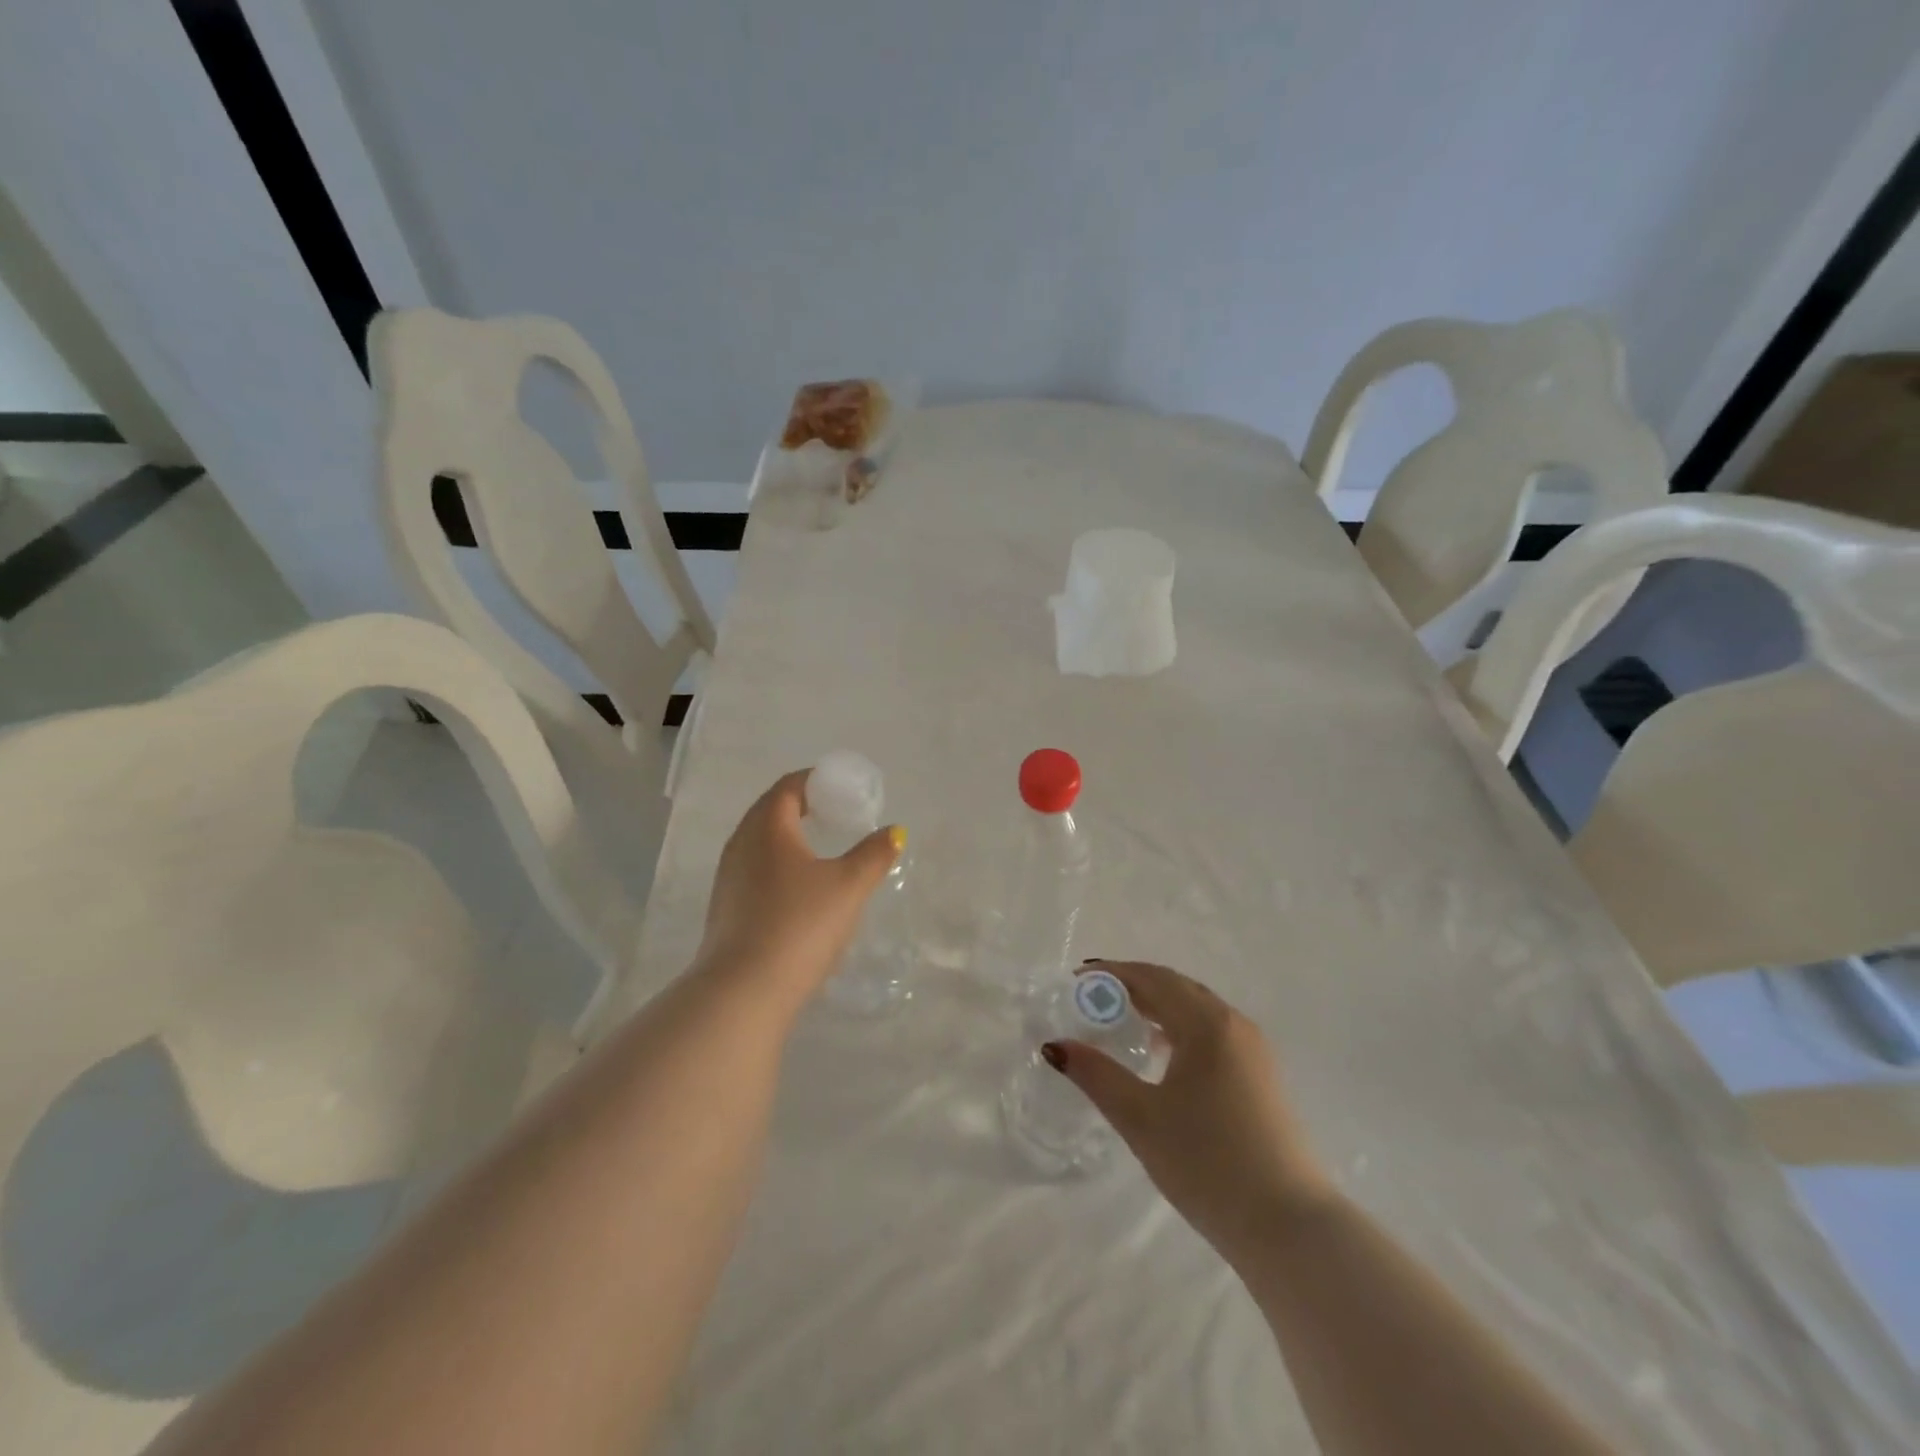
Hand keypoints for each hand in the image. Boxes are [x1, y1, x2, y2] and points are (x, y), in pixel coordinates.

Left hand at [694, 770, 904, 1003]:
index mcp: (767, 827)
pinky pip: (754, 870)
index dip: (815, 781)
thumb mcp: (849, 886)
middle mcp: (741, 845)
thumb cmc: (799, 924)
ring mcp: (728, 878)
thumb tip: (895, 832)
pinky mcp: (726, 909)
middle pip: (770, 811)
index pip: (788, 787)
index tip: (841, 787)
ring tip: (820, 849)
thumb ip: (874, 855)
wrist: (743, 991)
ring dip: (788, 837)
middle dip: (802, 806)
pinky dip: (778, 865)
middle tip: (835, 814)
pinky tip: (799, 889)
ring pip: (760, 843)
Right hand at [1048, 961, 1334, 1260]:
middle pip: (1176, 987)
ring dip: (1158, 1006)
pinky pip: (1213, 1032)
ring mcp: (1254, 1049)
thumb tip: (1055, 1046)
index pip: (1152, 978)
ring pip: (1197, 1009)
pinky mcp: (1263, 1076)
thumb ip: (1096, 1075)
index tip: (1076, 982)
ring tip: (1121, 1023)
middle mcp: (1234, 1023)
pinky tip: (1163, 1056)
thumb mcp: (1140, 1118)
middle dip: (1133, 986)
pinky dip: (1181, 1028)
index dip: (1112, 974)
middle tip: (1093, 1000)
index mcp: (1206, 1023)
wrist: (1291, 1227)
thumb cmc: (1208, 1164)